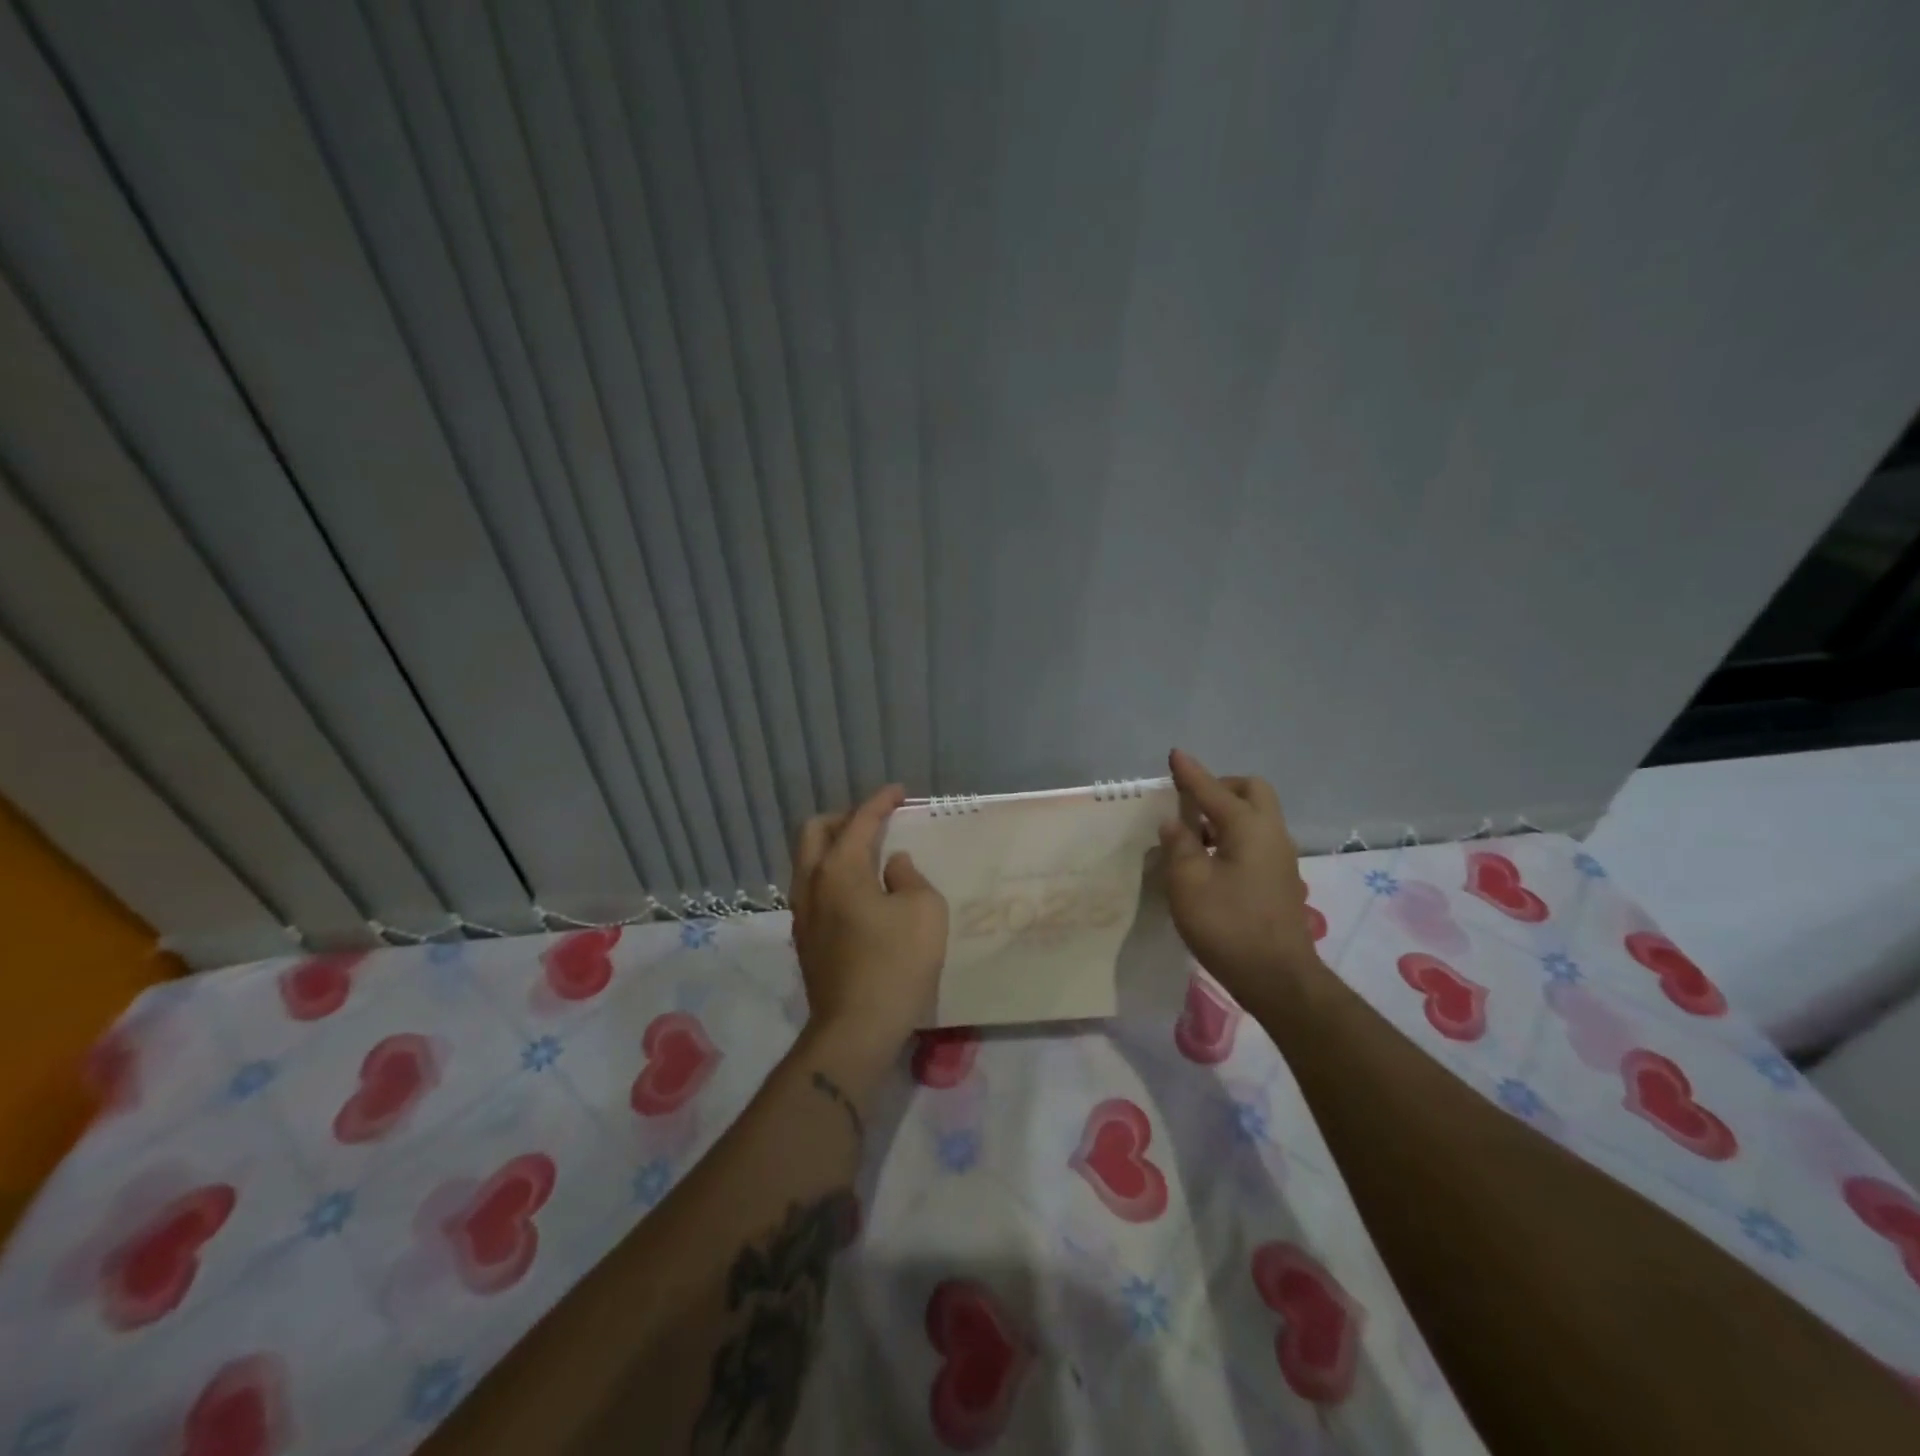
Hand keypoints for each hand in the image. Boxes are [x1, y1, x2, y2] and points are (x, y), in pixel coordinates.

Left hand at [790, 785, 948, 1064]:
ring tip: (867, 855)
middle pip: (814, 831)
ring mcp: (802, 913)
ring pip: (808, 862)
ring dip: (833, 847)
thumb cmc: (896, 964)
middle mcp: (812, 884)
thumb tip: (892, 866)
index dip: (880, 801)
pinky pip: (813, 889)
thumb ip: (909, 876)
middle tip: (874, 822)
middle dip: (843, 818)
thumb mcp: (924, 910)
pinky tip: (858, 893)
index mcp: (839, 869)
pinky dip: (832, 875)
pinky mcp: (805, 940)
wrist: (856, 1029)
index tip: (899, 792)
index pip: (859, 821)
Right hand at [1159, 749, 1326, 1007]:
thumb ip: (1179, 846)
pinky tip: (1211, 859)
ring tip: (1194, 833)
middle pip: (1251, 791)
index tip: (1174, 754)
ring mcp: (1280, 857)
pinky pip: (1256, 838)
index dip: (1190, 773)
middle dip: (1220, 786)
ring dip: (1227, 812)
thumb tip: (1176, 824)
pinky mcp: (1280, 879)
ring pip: (1256, 815)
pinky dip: (1234, 834)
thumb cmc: (1228, 926)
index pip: (1213, 790)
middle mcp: (1271, 834)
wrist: (1278, 978)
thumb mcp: (1188, 884)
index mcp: (1248, 828)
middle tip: (1190, 801)